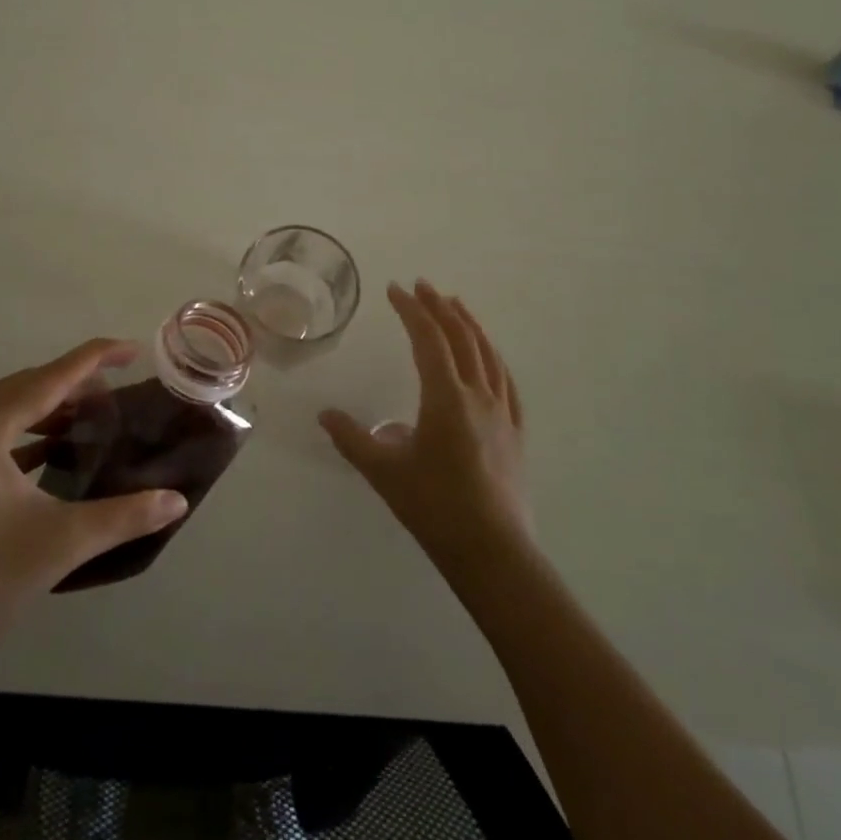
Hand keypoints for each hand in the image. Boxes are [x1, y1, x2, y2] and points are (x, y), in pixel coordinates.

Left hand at [0, 339, 188, 665]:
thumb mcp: (60, 545)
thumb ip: (125, 516)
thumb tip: (178, 501)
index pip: (46, 380)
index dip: (93, 359)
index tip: (132, 349)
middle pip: (23, 387)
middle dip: (72, 383)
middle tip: (117, 390)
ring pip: (2, 409)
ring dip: (46, 407)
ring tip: (91, 415)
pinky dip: (22, 432)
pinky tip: (51, 447)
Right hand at [319, 281, 533, 576]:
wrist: (493, 552)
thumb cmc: (435, 508)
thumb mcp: (384, 472)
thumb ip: (352, 439)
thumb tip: (325, 414)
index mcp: (446, 398)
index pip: (428, 339)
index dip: (411, 310)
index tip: (396, 289)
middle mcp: (477, 396)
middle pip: (461, 338)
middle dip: (440, 308)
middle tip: (422, 286)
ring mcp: (502, 413)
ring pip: (488, 355)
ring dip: (470, 325)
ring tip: (456, 306)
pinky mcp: (515, 433)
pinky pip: (506, 382)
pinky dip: (493, 358)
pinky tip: (489, 358)